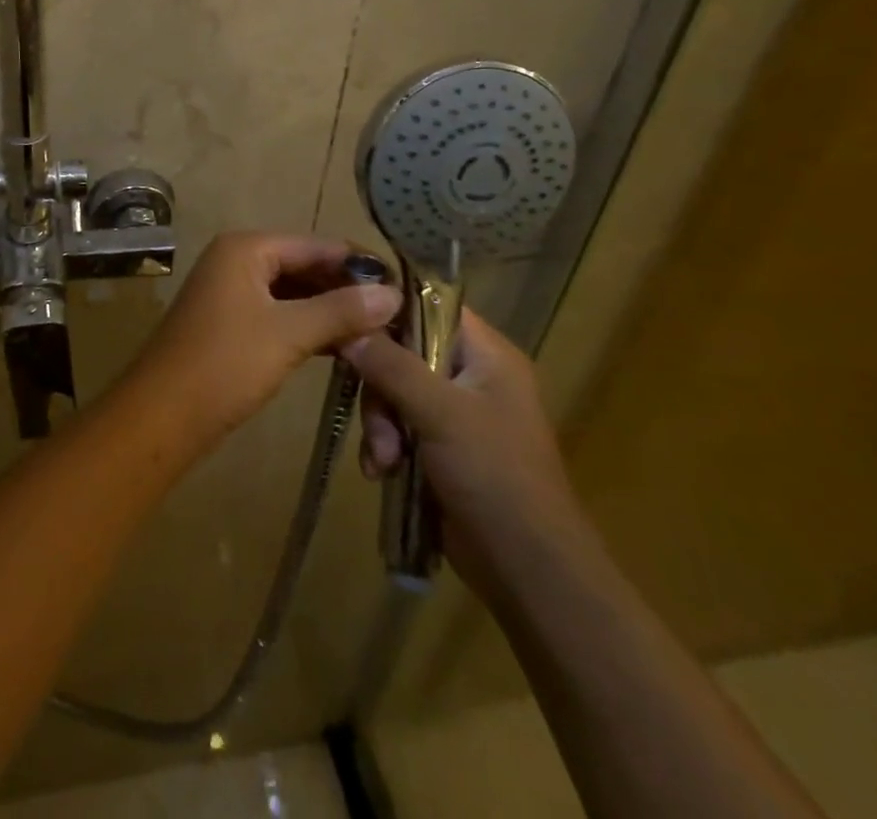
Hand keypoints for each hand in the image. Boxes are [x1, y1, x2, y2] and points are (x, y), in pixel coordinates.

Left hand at [130, 232, 401, 443]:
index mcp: (246, 248)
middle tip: (397, 315)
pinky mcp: (231, 323)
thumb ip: (340, 310)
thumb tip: (393, 294)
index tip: (405, 286)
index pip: (316, 244)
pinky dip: (308, 327)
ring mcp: (231, 292)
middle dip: (346, 290)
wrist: (162, 415)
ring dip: (330, 311)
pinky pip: (279, 313)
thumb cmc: (225, 364)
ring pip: (293, 292)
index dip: (359, 264)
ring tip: (380, 332)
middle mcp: (237, 259)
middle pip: (304, 265)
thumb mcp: (288, 334)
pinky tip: (343, 346)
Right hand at [341, 308, 586, 595]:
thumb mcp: (440, 413)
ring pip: (394, 391)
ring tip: (383, 460)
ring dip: (380, 424)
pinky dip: (385, 445)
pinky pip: (398, 425)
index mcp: (487, 355)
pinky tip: (381, 472)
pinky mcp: (441, 447)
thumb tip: (348, 329)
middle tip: (378, 421)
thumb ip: (392, 365)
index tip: (349, 319)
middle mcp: (472, 376)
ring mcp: (456, 413)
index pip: (431, 305)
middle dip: (380, 389)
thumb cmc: (495, 476)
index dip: (389, 307)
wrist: (529, 571)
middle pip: (403, 352)